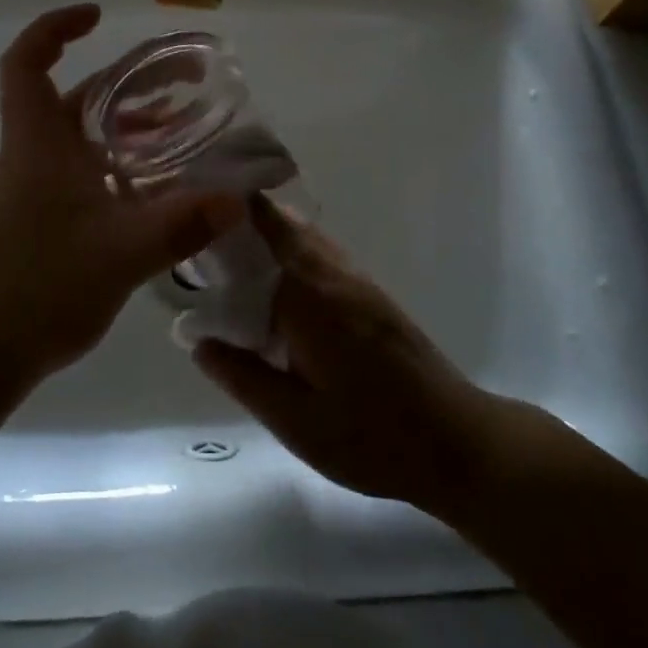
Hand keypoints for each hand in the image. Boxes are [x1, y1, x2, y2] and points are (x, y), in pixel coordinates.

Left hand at [0, 5, 242, 385]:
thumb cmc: (39, 287)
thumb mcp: (120, 252)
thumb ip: (180, 224)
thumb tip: (237, 199)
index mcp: (37, 143)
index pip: (26, 62)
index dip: (54, 28)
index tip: (97, 16)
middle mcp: (33, 156)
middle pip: (74, 96)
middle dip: (126, 80)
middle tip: (182, 79)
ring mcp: (36, 189)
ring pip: (84, 136)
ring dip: (128, 124)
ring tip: (182, 126)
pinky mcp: (44, 219)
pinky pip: (87, 171)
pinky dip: (122, 163)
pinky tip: (160, 185)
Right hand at [193, 198, 494, 514]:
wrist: (457, 442)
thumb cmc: (372, 437)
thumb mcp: (296, 421)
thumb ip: (243, 376)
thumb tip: (197, 339)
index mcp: (309, 295)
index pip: (264, 228)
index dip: (229, 208)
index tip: (191, 205)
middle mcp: (334, 273)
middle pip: (283, 222)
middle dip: (241, 217)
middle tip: (198, 234)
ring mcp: (357, 280)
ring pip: (304, 235)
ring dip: (267, 231)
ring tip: (226, 252)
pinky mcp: (371, 294)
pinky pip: (321, 253)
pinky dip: (289, 249)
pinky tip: (272, 283)